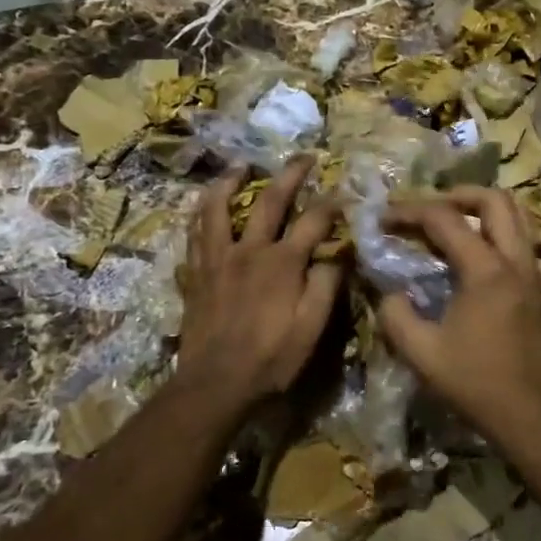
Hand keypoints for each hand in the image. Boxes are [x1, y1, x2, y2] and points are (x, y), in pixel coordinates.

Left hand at [176, 157, 343, 411]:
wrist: (215, 384)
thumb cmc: (270, 359)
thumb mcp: (311, 329)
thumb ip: (326, 286)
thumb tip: (338, 254)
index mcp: (282, 263)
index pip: (313, 221)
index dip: (332, 204)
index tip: (345, 191)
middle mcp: (249, 250)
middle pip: (269, 201)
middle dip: (290, 174)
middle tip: (303, 156)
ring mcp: (217, 259)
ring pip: (218, 208)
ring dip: (230, 182)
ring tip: (240, 166)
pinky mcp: (196, 273)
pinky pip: (194, 234)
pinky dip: (200, 214)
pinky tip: (204, 208)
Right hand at [377, 187, 540, 438]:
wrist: (531, 415)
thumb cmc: (476, 383)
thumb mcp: (422, 353)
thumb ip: (396, 315)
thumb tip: (387, 290)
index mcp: (486, 271)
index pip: (445, 219)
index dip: (409, 211)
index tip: (383, 218)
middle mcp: (514, 260)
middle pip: (494, 199)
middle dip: (456, 194)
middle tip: (426, 208)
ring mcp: (531, 272)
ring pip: (515, 215)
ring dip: (481, 208)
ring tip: (449, 222)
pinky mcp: (536, 286)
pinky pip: (519, 237)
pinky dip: (494, 229)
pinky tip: (470, 252)